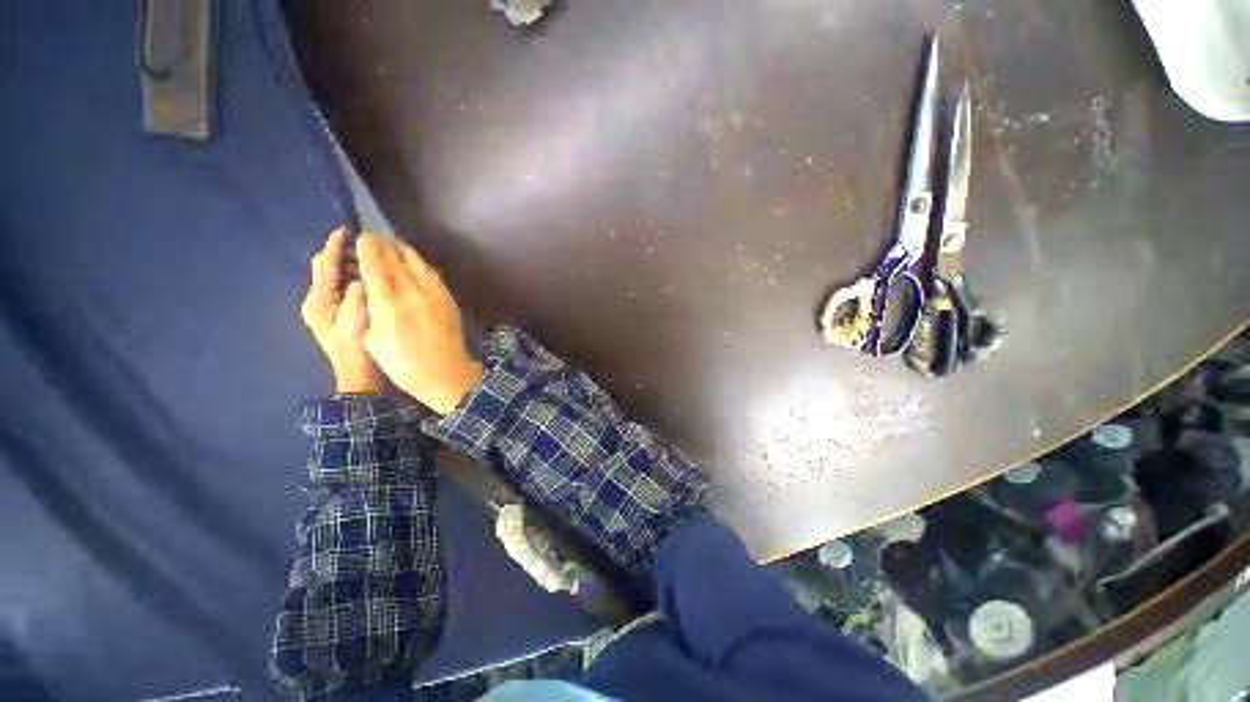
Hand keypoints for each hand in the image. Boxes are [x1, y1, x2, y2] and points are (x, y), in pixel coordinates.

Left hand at [301, 227, 383, 393]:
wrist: (358, 376)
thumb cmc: (357, 350)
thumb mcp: (358, 320)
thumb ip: (356, 295)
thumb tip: (361, 276)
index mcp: (319, 300)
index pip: (325, 264)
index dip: (335, 245)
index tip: (348, 228)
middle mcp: (317, 300)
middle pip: (326, 267)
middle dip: (341, 252)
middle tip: (366, 244)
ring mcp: (325, 308)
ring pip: (334, 277)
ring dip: (349, 265)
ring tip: (371, 257)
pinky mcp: (335, 314)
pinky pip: (341, 288)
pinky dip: (353, 278)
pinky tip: (369, 277)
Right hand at [356, 234, 482, 414]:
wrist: (447, 373)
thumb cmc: (403, 364)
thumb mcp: (372, 340)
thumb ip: (369, 309)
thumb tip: (370, 288)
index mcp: (388, 302)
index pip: (375, 265)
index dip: (367, 249)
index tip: (359, 237)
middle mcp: (412, 291)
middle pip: (395, 259)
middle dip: (382, 244)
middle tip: (372, 236)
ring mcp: (434, 293)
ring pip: (416, 262)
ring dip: (401, 249)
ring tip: (390, 243)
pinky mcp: (448, 298)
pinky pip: (431, 272)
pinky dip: (418, 262)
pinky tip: (413, 261)